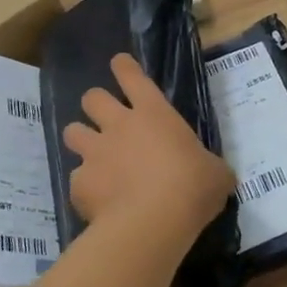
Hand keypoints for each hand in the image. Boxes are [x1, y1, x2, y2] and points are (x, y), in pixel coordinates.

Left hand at [63, 54, 234, 244]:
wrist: (152, 222)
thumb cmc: (192, 187)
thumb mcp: (215, 173)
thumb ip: (208, 166)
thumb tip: (211, 174)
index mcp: (154, 113)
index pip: (132, 76)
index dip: (124, 67)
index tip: (119, 64)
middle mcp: (118, 125)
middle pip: (92, 97)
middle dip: (95, 103)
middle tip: (105, 118)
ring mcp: (94, 153)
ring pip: (72, 131)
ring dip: (80, 140)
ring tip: (92, 156)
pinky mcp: (79, 183)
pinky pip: (76, 178)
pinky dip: (85, 186)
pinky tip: (97, 200)